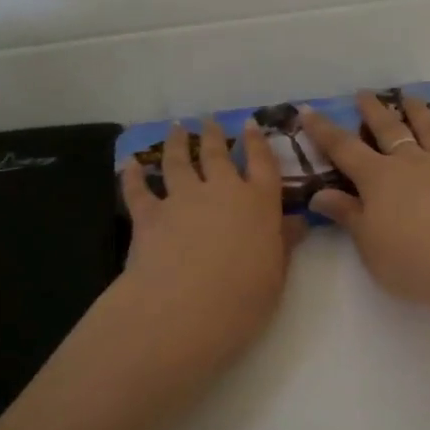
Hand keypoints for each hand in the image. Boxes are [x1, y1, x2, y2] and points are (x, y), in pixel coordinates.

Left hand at [115, 120, 301, 384]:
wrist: (184, 310)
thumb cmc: (243, 297)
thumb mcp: (276, 274)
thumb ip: (284, 243)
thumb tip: (298, 221)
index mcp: (259, 203)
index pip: (262, 163)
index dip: (257, 142)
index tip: (250, 123)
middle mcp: (221, 191)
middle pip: (217, 154)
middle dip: (213, 135)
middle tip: (207, 119)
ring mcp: (182, 200)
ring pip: (178, 162)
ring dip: (176, 143)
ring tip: (175, 129)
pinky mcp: (149, 216)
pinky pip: (139, 190)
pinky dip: (133, 176)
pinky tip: (131, 165)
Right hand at [301, 93, 429, 315]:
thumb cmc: (413, 263)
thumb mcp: (369, 244)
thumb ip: (346, 214)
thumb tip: (318, 194)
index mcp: (380, 178)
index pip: (344, 148)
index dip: (324, 130)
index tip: (309, 111)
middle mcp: (413, 162)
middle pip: (389, 129)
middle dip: (373, 110)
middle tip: (364, 93)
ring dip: (419, 111)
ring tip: (410, 97)